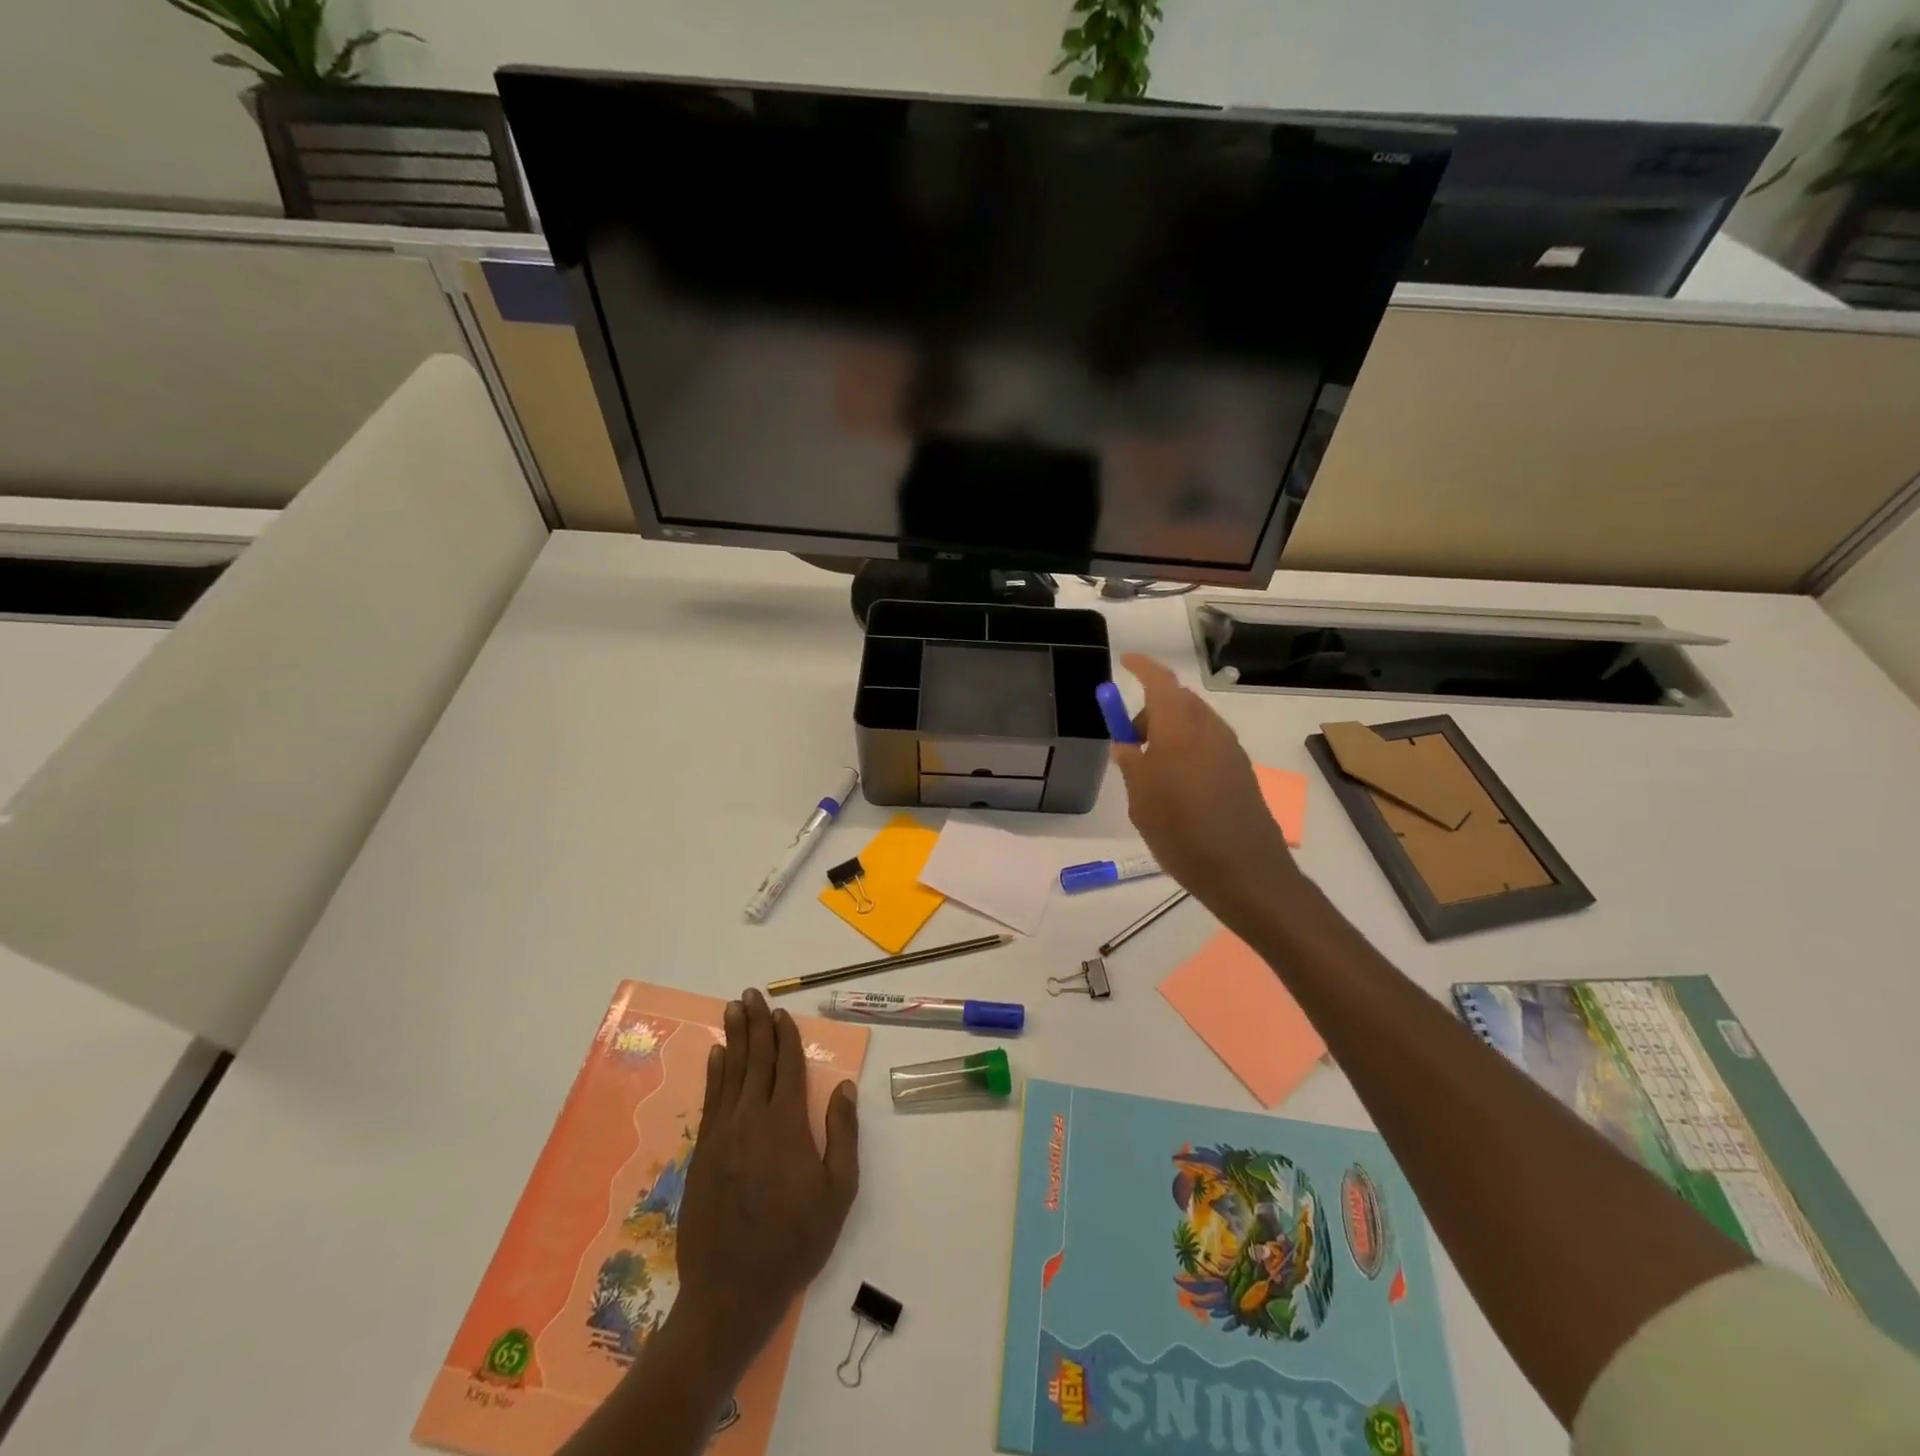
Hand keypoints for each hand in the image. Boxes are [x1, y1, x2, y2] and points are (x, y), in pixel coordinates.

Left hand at [673, 988, 858, 1363]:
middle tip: (750, 994)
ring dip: (733, 1038)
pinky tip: (716, 1056)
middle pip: (755, 1060)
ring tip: (733, 1009)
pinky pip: (710, 1100)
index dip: (786, 1036)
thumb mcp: (837, 1193)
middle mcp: (751, 1119)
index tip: (782, 1012)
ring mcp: (722, 1135)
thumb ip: (842, 1135)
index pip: (787, 1066)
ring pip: (729, 1073)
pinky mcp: (703, 1153)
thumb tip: (842, 1086)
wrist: (730, 1292)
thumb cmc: (794, 1242)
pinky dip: (714, 1074)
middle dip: (756, 1024)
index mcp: (786, 1125)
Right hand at [1109, 653, 1302, 925]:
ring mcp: (1230, 749)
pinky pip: (1208, 743)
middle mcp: (1209, 729)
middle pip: (1179, 700)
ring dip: (1171, 730)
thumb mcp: (1141, 800)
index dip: (1141, 667)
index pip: (1160, 681)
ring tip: (1151, 769)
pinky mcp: (1241, 770)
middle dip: (1152, 708)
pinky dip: (1187, 748)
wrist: (1244, 872)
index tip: (1125, 662)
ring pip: (1195, 722)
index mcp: (1180, 728)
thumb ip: (1131, 763)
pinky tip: (1177, 785)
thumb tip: (1126, 744)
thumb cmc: (1182, 832)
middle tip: (1130, 739)